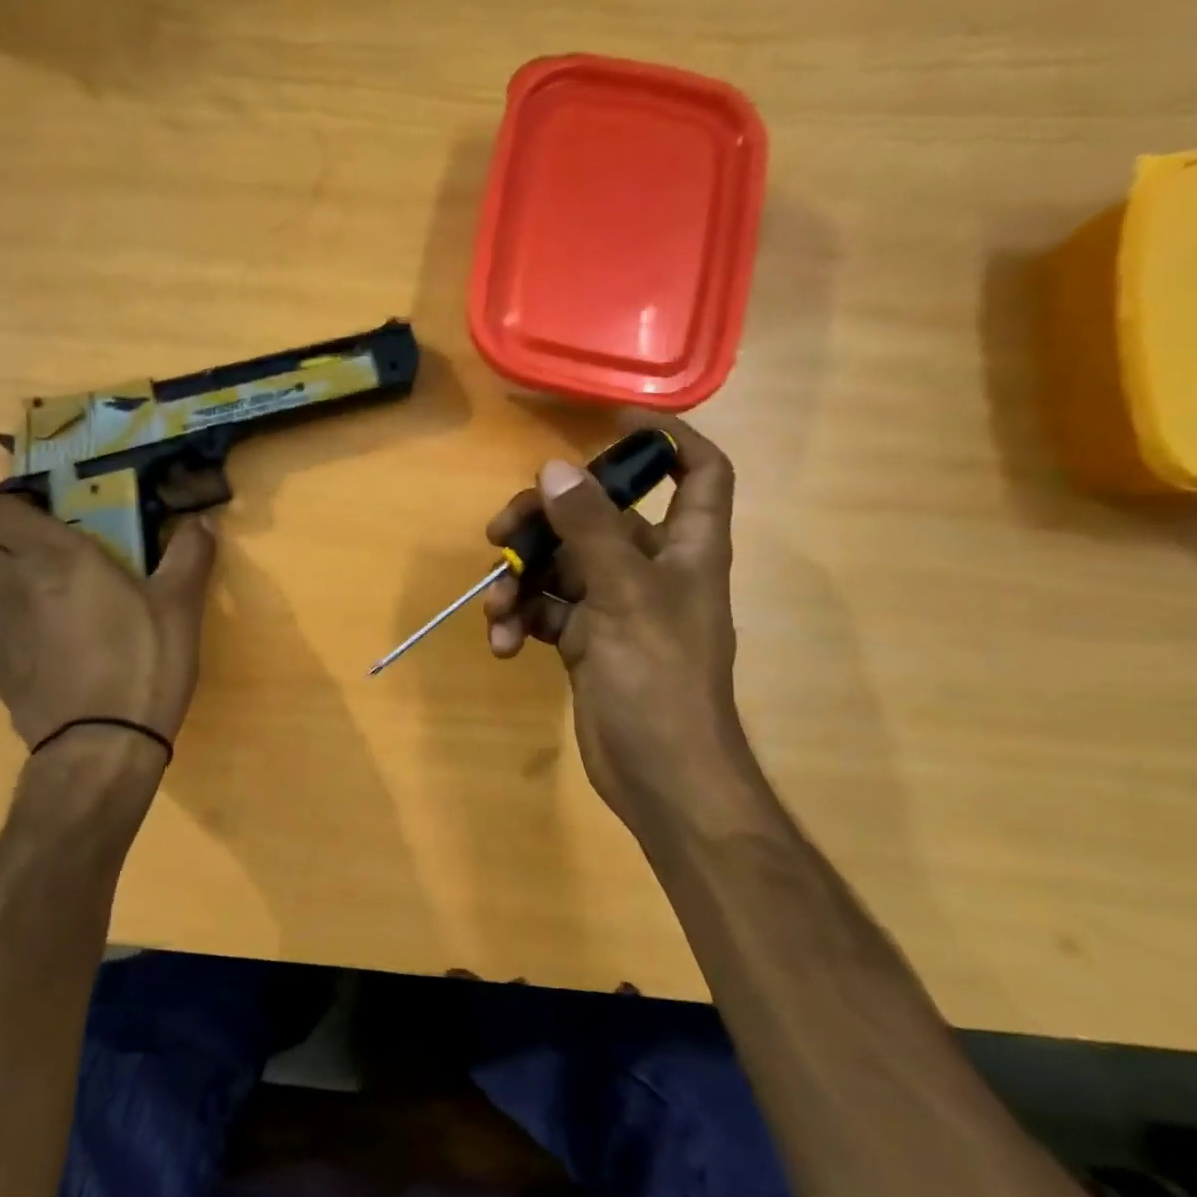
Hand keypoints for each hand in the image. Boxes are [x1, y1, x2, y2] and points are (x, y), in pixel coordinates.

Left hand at [0, 497, 216, 753]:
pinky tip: (19, 636)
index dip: (14, 507)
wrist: (103, 743)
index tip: (44, 518)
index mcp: (55, 556)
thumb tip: (203, 519)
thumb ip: (190, 554)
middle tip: (27, 552)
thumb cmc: (144, 663)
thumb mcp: (180, 606)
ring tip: (13, 589)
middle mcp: (10, 582)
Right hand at [483, 415, 745, 819]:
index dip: (667, 438)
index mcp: (686, 547)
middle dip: (543, 522)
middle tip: (499, 533)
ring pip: (560, 565)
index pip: (699, 471)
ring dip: (521, 581)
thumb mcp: (624, 596)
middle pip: (596, 516)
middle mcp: (653, 568)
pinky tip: (505, 645)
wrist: (662, 777)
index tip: (612, 419)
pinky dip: (523, 621)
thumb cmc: (659, 680)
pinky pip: (547, 610)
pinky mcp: (587, 640)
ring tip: (497, 610)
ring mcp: (616, 605)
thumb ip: (589, 529)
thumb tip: (553, 467)